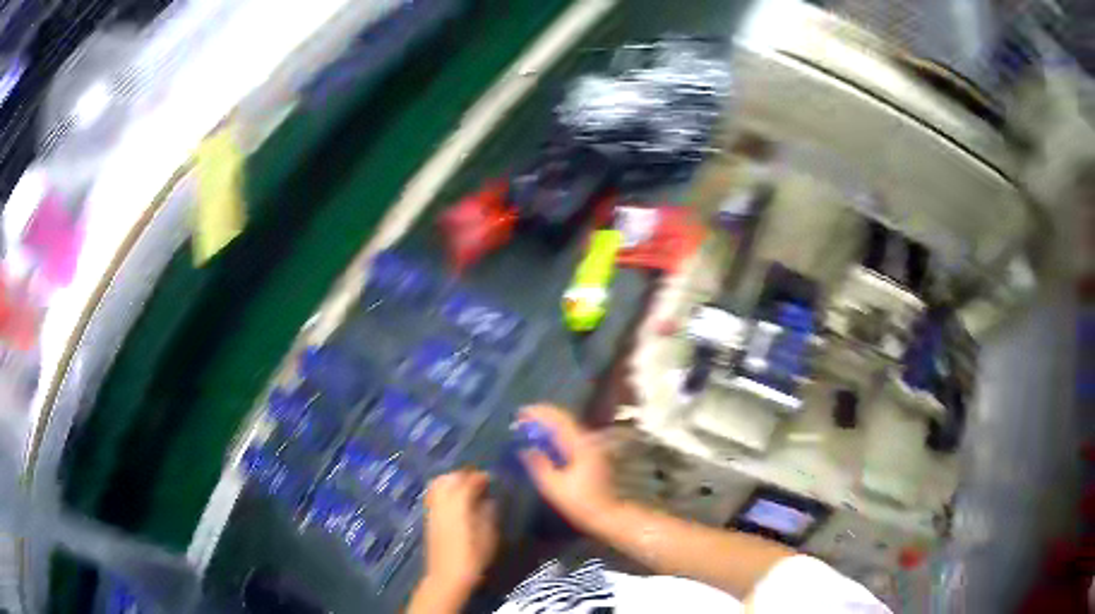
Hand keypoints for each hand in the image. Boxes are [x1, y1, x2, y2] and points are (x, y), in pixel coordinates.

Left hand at [422, 469, 498, 595]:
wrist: (447, 577)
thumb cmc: (473, 558)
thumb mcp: (489, 536)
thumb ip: (488, 513)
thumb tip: (488, 499)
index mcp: (459, 505)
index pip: (468, 481)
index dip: (480, 477)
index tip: (491, 479)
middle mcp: (443, 503)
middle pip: (450, 478)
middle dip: (464, 475)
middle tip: (479, 481)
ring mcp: (433, 509)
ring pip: (438, 484)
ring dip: (452, 480)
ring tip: (466, 487)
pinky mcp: (428, 518)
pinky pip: (434, 495)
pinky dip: (444, 490)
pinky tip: (455, 500)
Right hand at [518, 404, 620, 533]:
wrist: (606, 513)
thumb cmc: (580, 502)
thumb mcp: (554, 487)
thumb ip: (538, 466)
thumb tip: (524, 449)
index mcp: (580, 445)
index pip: (558, 419)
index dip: (539, 412)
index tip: (520, 412)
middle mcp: (587, 440)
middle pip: (563, 419)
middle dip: (542, 415)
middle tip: (521, 418)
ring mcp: (590, 446)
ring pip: (567, 426)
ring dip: (548, 423)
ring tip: (528, 425)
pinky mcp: (590, 453)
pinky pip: (569, 435)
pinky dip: (555, 432)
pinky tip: (544, 439)